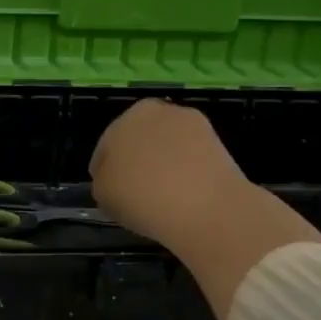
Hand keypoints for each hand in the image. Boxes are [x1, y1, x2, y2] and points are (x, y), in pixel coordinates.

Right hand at [89, 98, 254, 250]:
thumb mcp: (102, 194)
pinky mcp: (218, 143)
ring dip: (163, 165)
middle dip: (136, 162)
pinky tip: (184, 196)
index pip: (105, 148)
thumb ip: (103, 181)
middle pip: (139, 141)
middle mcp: (158, 111)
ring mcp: (192, 125)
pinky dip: (187, 172)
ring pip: (167, 148)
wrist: (204, 207)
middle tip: (135, 193)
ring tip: (162, 197)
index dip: (105, 172)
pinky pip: (191, 159)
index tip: (111, 193)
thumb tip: (116, 181)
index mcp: (124, 118)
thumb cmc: (141, 196)